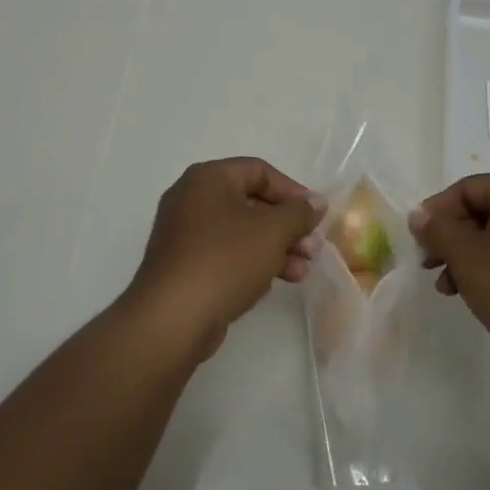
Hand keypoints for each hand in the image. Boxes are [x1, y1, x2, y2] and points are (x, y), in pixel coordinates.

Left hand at [122, 158, 325, 360]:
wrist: (173, 318)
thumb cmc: (225, 260)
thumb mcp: (272, 232)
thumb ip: (299, 213)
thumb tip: (316, 201)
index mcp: (208, 178)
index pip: (259, 171)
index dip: (292, 191)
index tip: (315, 216)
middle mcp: (191, 198)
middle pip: (251, 203)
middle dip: (286, 227)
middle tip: (312, 250)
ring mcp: (183, 234)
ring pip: (240, 233)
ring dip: (274, 249)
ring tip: (301, 273)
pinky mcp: (183, 265)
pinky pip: (224, 255)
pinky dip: (250, 264)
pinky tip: (271, 285)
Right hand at [409, 174, 489, 384]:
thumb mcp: (467, 257)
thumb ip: (437, 230)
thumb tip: (420, 215)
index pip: (469, 188)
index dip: (437, 211)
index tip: (417, 240)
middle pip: (487, 210)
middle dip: (453, 237)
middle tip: (429, 264)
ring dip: (471, 256)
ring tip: (450, 288)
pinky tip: (481, 294)